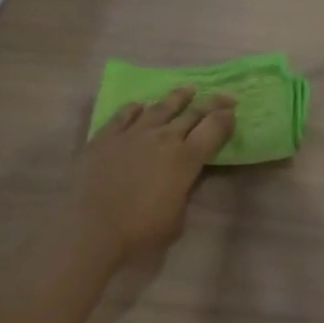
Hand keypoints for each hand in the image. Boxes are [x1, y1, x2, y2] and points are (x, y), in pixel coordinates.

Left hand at [72, 87, 234, 263]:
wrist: (90, 230)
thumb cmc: (139, 233)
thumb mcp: (176, 219)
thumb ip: (184, 192)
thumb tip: (184, 179)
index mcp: (186, 159)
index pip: (214, 129)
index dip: (226, 118)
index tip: (233, 112)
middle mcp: (164, 138)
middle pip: (193, 113)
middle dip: (212, 103)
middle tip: (224, 97)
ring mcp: (133, 133)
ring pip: (160, 107)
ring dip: (178, 97)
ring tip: (188, 89)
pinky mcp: (106, 137)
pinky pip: (124, 115)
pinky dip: (134, 109)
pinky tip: (139, 106)